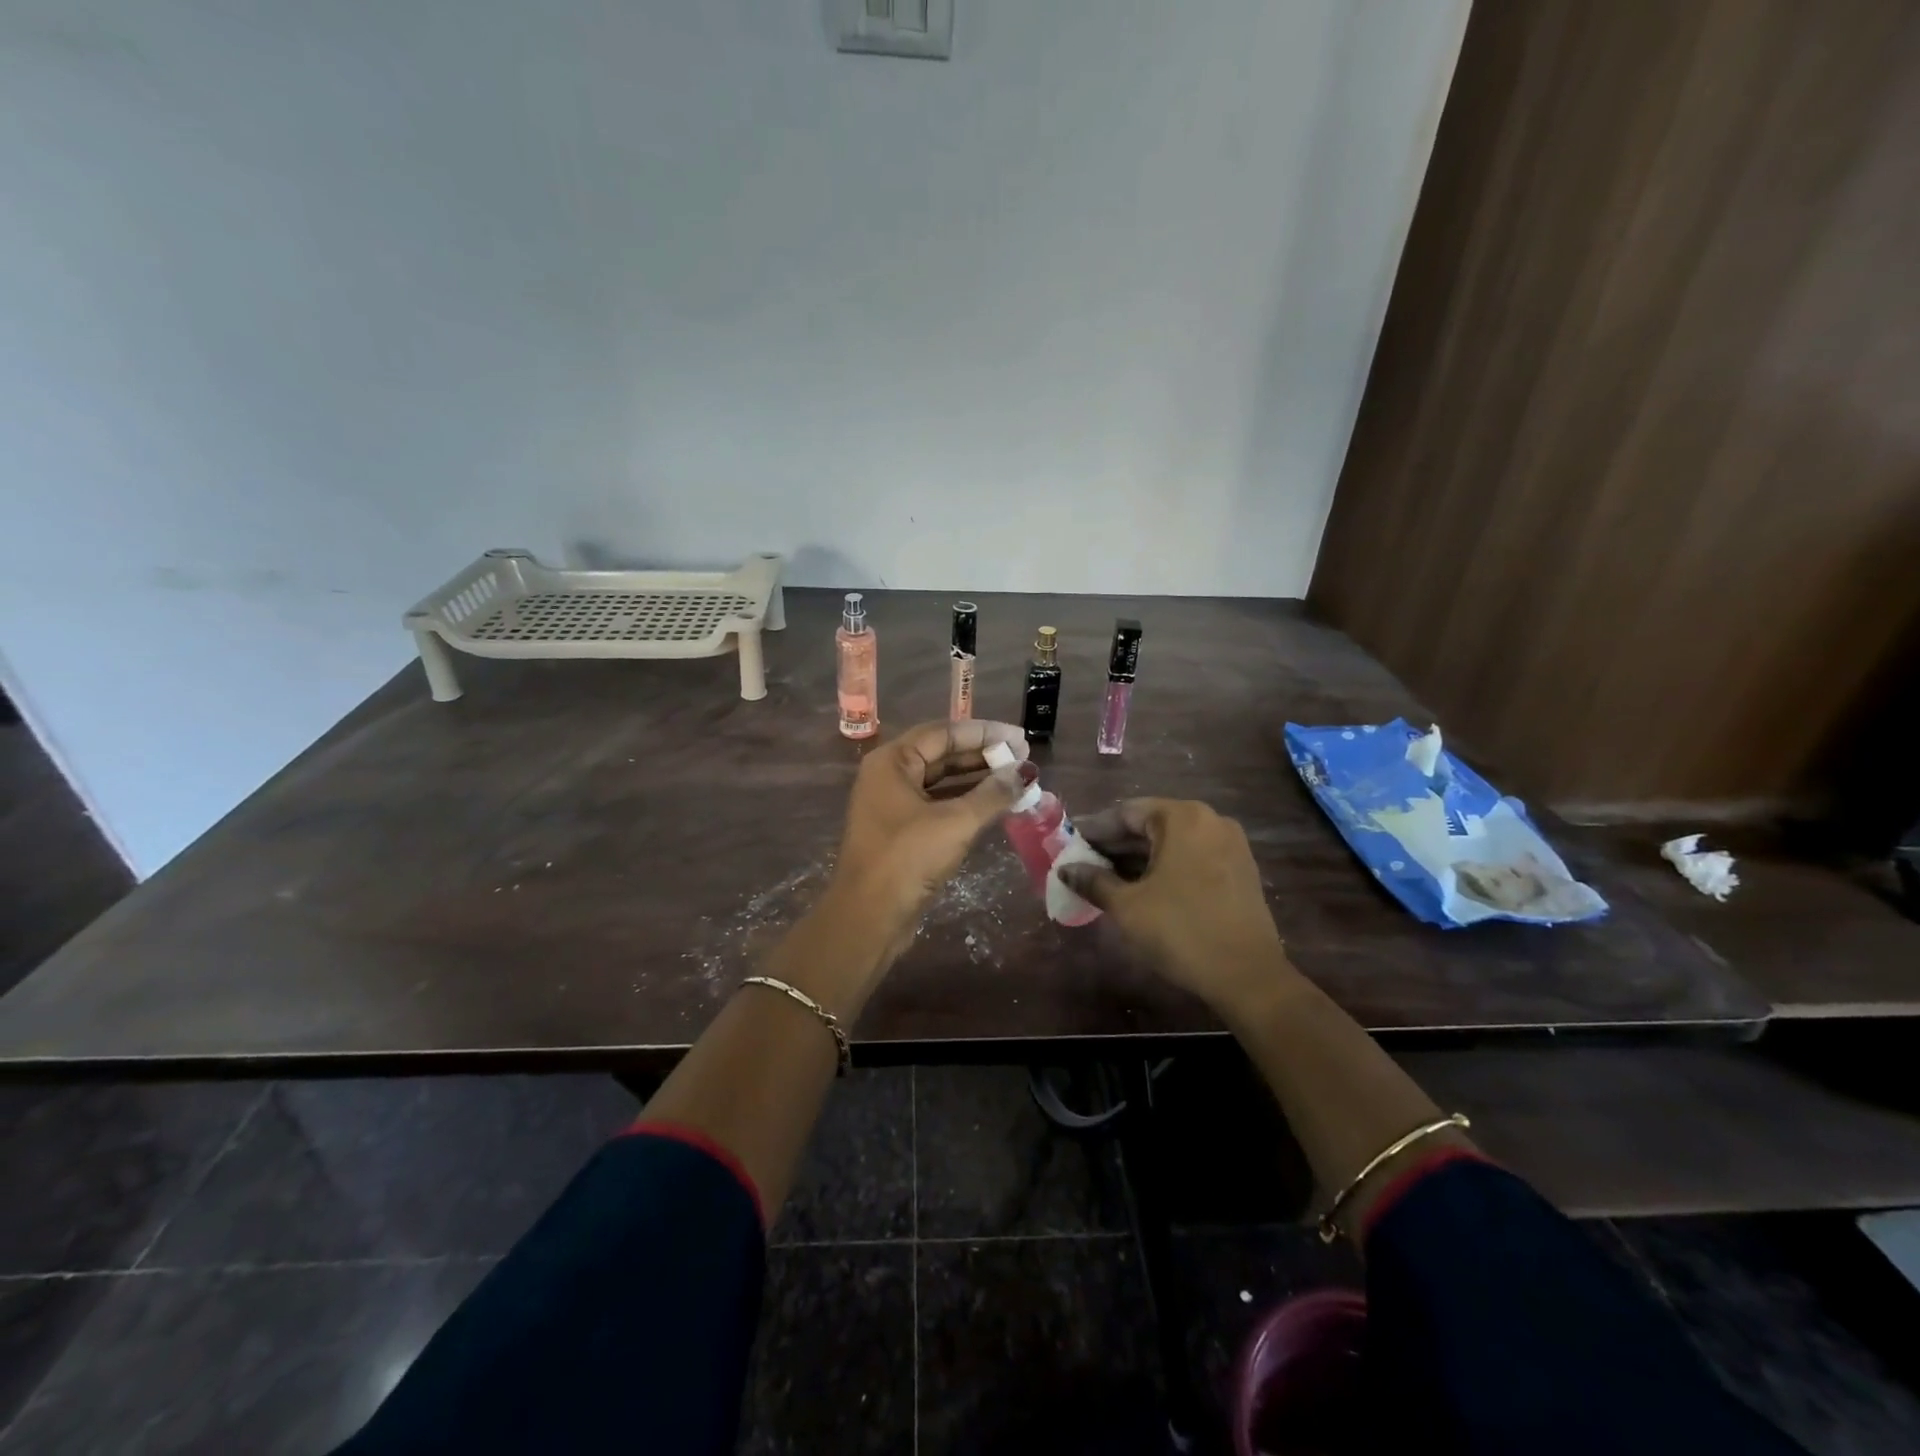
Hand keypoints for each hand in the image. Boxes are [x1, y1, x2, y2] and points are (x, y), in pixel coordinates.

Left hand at [825, 718, 1028, 956]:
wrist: (869, 917)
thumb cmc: (908, 859)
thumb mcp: (956, 822)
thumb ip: (993, 793)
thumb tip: (1026, 771)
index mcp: (892, 761)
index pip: (944, 733)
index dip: (984, 733)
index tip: (1020, 738)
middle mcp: (888, 775)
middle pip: (941, 754)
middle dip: (982, 755)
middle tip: (1023, 757)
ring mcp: (893, 804)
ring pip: (941, 780)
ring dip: (977, 779)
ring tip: (1017, 778)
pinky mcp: (901, 830)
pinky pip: (938, 804)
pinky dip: (966, 801)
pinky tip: (996, 804)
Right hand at [1060, 799, 1298, 1016]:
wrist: (1247, 976)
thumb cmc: (1181, 931)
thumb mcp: (1127, 906)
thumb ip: (1093, 881)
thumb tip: (1066, 870)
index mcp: (1183, 817)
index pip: (1126, 812)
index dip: (1093, 830)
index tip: (1069, 845)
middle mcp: (1210, 820)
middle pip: (1151, 824)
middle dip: (1115, 845)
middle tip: (1083, 864)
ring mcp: (1230, 844)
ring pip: (1172, 842)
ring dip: (1139, 858)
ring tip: (1106, 879)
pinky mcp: (1240, 869)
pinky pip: (1192, 857)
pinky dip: (1165, 867)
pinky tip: (1142, 888)